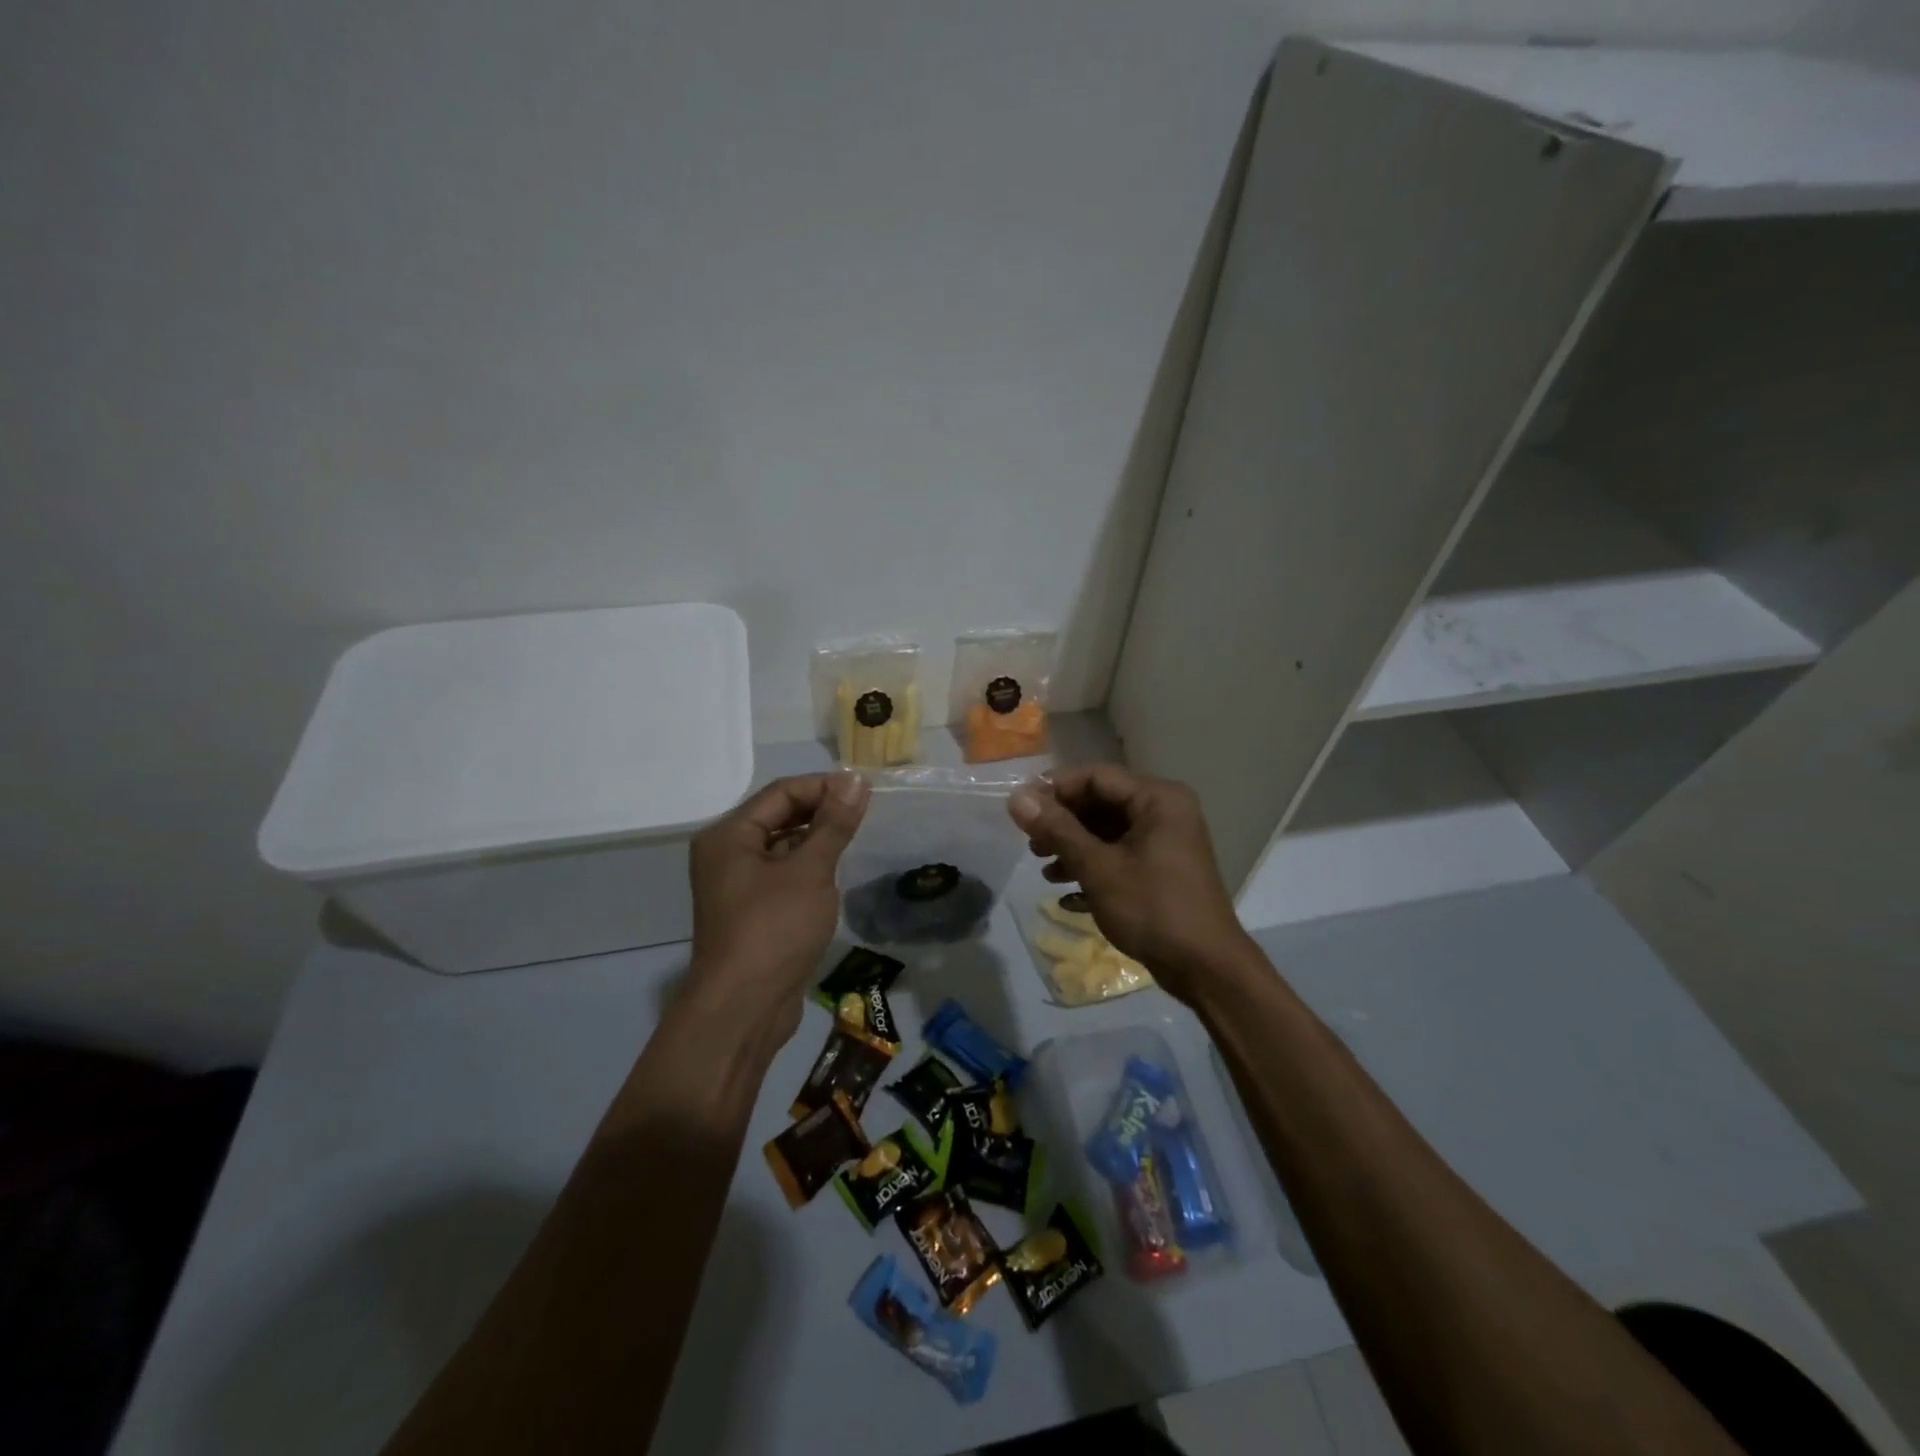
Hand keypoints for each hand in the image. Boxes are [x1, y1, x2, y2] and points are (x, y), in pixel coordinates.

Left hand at [686, 772, 869, 1038]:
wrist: (743, 1009)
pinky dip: (808, 868)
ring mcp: (737, 885)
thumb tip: (854, 781)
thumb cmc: (774, 929)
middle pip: (779, 816)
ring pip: (783, 847)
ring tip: (855, 840)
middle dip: (821, 811)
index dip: (824, 786)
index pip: (781, 792)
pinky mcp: (751, 912)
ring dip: (817, 840)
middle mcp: (726, 854)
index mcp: (729, 835)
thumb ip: (833, 824)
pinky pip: (783, 875)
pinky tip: (835, 874)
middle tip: (865, 814)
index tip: (864, 791)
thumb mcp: (810, 871)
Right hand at [1009, 764, 1254, 1003]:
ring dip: (1073, 847)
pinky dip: (1092, 867)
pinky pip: (1119, 855)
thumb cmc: (1152, 908)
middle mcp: (1164, 811)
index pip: (1095, 776)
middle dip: (1062, 822)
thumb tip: (1016, 798)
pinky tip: (1067, 894)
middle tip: (1031, 843)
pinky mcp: (1160, 869)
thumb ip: (1057, 829)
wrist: (1206, 969)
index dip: (1054, 788)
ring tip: (1044, 869)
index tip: (1020, 809)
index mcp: (1157, 798)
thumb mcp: (1098, 868)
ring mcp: (1164, 842)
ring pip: (1107, 831)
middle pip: (1101, 802)